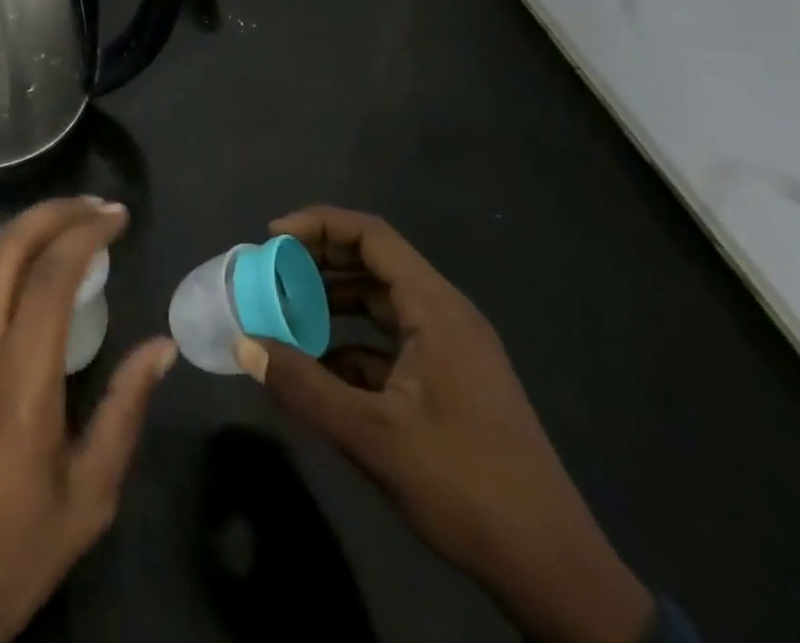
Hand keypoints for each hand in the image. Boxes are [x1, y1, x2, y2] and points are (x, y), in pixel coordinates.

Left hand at [0, 197, 178, 642]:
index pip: (51, 276)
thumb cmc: (13, 552)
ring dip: (21, 226)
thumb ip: (125, 410)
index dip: (86, 233)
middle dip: (52, 212)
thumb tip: (162, 346)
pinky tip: (26, 264)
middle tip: (94, 207)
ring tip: (64, 223)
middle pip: (4, 247)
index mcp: (19, 382)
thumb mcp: (89, 496)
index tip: (118, 218)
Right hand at [237, 206, 653, 642]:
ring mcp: (451, 349)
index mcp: (436, 309)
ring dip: (333, 301)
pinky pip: (391, 341)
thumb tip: (244, 346)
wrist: (555, 574)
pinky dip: (352, 342)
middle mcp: (445, 315)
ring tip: (286, 314)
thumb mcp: (373, 437)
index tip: (272, 240)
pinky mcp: (450, 381)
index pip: (372, 235)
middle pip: (375, 261)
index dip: (319, 225)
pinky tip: (319, 368)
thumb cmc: (467, 488)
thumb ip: (303, 387)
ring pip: (381, 302)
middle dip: (319, 261)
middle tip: (271, 273)